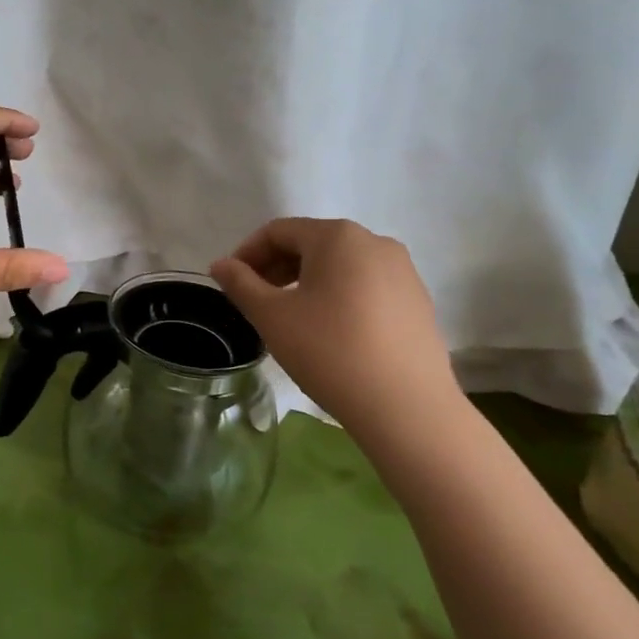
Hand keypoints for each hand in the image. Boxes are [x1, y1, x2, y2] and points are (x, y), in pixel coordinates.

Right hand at [210, 218, 459, 429]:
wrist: (406, 407)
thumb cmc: (329, 351)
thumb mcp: (271, 316)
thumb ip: (240, 283)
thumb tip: (221, 264)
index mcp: (337, 236)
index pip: (278, 231)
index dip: (247, 253)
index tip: (229, 283)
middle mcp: (374, 242)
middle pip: (311, 244)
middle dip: (276, 267)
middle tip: (254, 300)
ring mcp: (402, 271)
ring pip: (339, 265)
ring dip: (305, 282)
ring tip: (288, 317)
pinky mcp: (417, 301)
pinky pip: (365, 285)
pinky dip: (337, 296)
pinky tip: (328, 331)